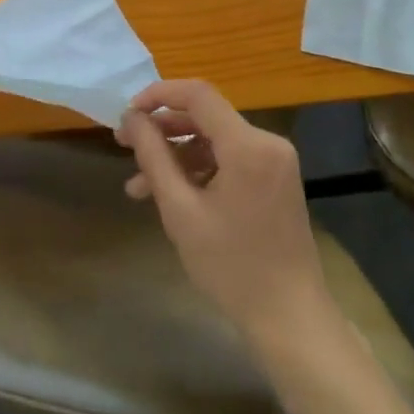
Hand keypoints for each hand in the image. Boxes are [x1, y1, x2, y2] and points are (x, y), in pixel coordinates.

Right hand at [117, 81, 332, 348]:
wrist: (290, 319)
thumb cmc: (232, 267)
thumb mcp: (181, 211)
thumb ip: (153, 157)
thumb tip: (132, 118)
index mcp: (248, 145)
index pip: (198, 95)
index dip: (158, 94)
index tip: (127, 113)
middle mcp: (266, 142)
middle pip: (206, 117)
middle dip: (162, 129)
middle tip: (123, 146)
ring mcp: (275, 161)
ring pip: (215, 140)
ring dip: (176, 155)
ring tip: (138, 185)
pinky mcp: (275, 179)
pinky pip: (230, 159)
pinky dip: (199, 170)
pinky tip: (170, 194)